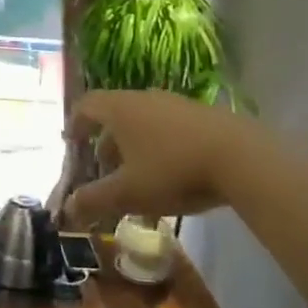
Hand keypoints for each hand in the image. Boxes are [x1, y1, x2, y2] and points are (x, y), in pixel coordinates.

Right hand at [62, 90, 245, 225]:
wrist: (240, 157)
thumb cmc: (172, 170)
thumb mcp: (128, 192)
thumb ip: (94, 200)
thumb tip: (66, 209)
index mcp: (120, 108)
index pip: (87, 104)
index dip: (75, 123)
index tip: (71, 143)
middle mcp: (145, 98)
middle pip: (116, 114)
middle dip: (106, 142)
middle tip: (104, 170)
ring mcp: (176, 104)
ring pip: (144, 122)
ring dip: (134, 147)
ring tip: (138, 178)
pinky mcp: (202, 115)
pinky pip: (168, 127)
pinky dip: (159, 147)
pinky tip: (171, 176)